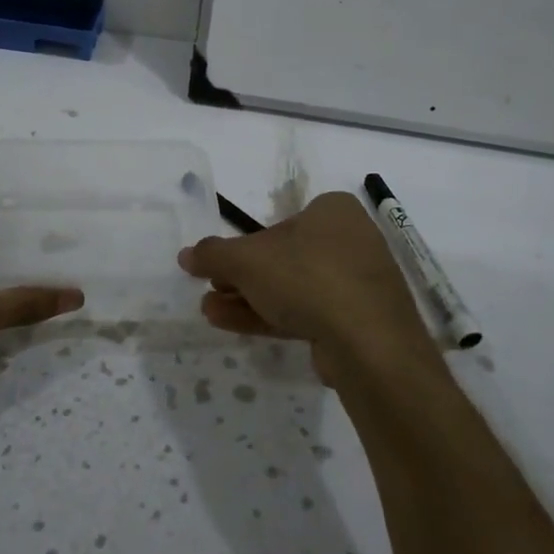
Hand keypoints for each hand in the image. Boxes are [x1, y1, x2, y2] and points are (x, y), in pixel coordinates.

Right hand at [177, 192, 438, 380]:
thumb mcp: (247, 260)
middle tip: (210, 289)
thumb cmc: (306, 277)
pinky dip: (270, 315)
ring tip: (209, 311)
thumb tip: (186, 254)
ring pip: (293, 288)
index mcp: (333, 211)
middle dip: (241, 277)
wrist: (368, 342)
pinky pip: (308, 312)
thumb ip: (213, 254)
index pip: (280, 222)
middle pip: (284, 258)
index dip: (245, 244)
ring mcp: (357, 284)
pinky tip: (231, 323)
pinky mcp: (358, 321)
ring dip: (248, 298)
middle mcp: (350, 241)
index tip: (219, 265)